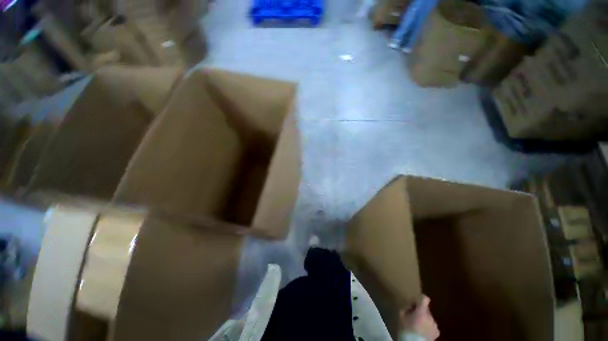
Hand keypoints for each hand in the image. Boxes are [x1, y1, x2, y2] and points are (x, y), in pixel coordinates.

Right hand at [399, 295, 439, 339]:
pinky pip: (432, 325)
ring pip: (429, 318)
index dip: (420, 298)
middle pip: (426, 309)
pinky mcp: (437, 332)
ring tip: (418, 325)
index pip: (425, 298)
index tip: (415, 301)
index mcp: (422, 311)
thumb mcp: (401, 315)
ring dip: (424, 319)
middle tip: (413, 316)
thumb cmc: (406, 329)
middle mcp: (430, 316)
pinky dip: (428, 326)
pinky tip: (422, 331)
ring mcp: (435, 325)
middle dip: (420, 311)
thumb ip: (406, 307)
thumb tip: (410, 305)